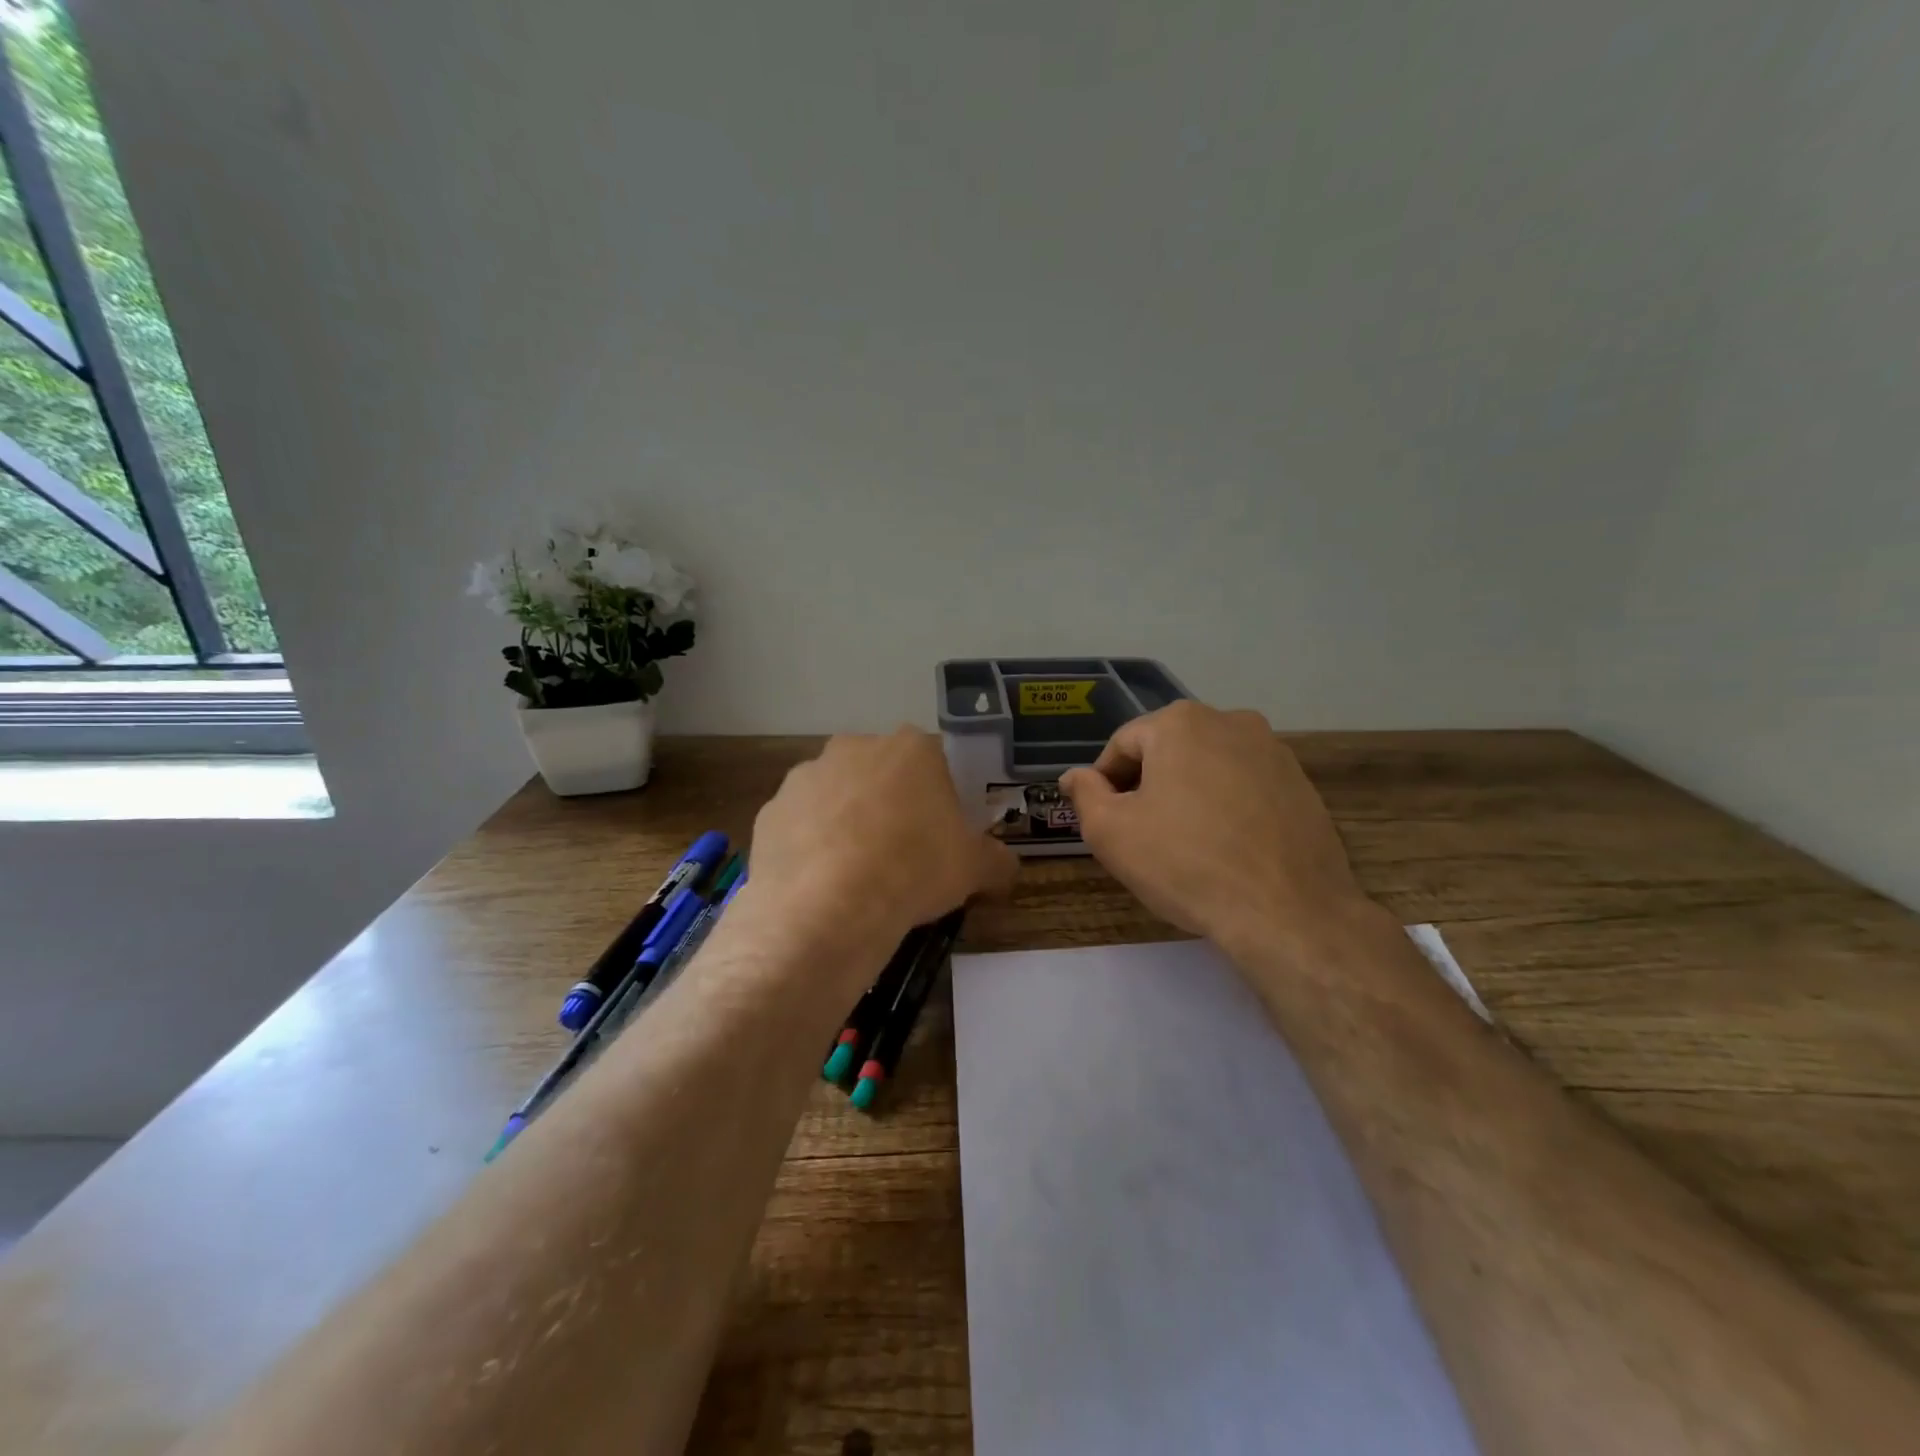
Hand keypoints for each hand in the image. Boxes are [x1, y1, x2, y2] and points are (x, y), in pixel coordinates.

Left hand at [745, 728, 1016, 970]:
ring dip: (846, 821)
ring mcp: (806, 776)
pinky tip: (820, 882)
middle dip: (889, 803)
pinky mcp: (770, 810)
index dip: (939, 797)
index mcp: (911, 749)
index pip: (934, 761)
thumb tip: (1005, 866)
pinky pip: (800, 825)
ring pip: (836, 795)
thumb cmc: (915, 870)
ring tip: (855, 872)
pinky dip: (810, 845)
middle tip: (900, 851)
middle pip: (880, 772)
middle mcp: (855, 748)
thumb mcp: (974, 869)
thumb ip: (996, 860)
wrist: (829, 906)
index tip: (940, 832)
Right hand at [1060, 702, 1369, 950]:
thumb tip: (1075, 776)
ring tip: (1184, 845)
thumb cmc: (1185, 864)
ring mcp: (1274, 751)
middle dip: (1147, 787)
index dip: (1105, 783)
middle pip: (1168, 751)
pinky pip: (1245, 787)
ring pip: (1208, 768)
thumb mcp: (1112, 832)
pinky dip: (1226, 808)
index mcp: (1180, 722)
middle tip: (1140, 835)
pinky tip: (1225, 849)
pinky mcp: (1302, 784)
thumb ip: (1085, 795)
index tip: (1105, 820)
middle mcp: (1231, 721)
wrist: (1287, 913)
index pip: (1122, 745)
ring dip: (1188, 795)